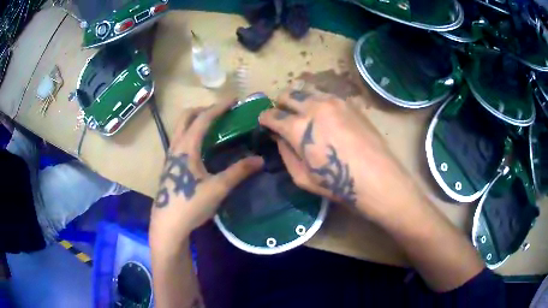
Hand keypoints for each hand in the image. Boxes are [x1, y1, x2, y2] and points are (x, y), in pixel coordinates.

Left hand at [150, 100, 263, 247]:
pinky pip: (179, 140)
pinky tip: (201, 148)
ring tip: (212, 126)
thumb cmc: (190, 204)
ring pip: (180, 128)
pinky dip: (191, 134)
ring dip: (195, 121)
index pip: (203, 119)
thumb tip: (260, 160)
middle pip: (186, 117)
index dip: (219, 107)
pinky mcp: (169, 167)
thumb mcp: (217, 188)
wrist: (167, 225)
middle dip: (203, 109)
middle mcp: (176, 147)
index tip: (234, 100)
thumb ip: (238, 172)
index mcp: (186, 147)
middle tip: (220, 112)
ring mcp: (170, 157)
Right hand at [259, 85, 418, 220]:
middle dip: (280, 104)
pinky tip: (326, 116)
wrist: (377, 177)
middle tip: (283, 116)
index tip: (264, 123)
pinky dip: (319, 103)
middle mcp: (313, 106)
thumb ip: (286, 153)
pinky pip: (327, 96)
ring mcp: (334, 102)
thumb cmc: (337, 183)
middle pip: (288, 94)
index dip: (264, 119)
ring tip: (305, 114)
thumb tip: (280, 138)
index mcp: (298, 127)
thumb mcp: (302, 177)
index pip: (272, 115)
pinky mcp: (349, 103)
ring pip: (307, 91)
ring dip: (300, 100)